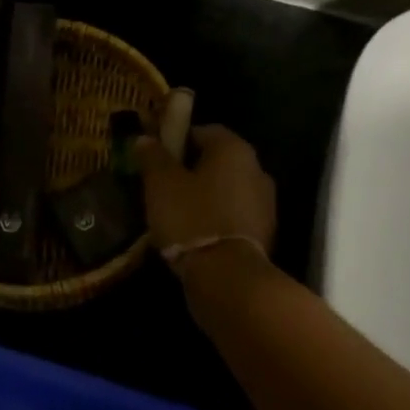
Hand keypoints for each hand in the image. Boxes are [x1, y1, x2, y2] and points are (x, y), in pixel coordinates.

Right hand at [133, 124, 276, 277]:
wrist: (228, 279)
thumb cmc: (192, 218)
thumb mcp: (161, 184)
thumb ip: (153, 157)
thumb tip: (144, 138)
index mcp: (234, 149)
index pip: (204, 131)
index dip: (178, 140)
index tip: (157, 158)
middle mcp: (257, 169)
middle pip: (218, 161)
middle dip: (192, 170)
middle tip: (163, 186)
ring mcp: (265, 203)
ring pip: (227, 189)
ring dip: (205, 196)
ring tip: (176, 214)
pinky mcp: (265, 233)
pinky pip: (234, 216)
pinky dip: (216, 219)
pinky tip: (195, 235)